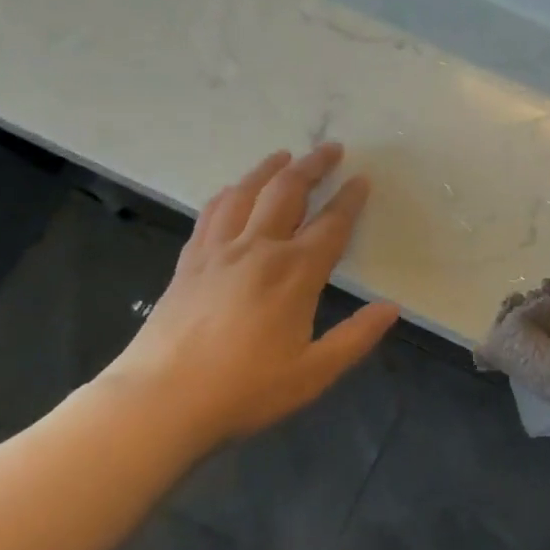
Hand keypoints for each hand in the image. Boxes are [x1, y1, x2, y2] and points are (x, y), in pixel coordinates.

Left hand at [93, 143, 398, 454]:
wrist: (158, 402)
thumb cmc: (244, 390)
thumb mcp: (313, 373)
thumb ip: (356, 337)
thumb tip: (391, 309)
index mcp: (295, 273)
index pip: (331, 224)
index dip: (350, 199)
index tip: (362, 179)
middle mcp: (258, 249)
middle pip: (287, 192)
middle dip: (312, 166)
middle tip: (330, 148)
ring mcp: (218, 251)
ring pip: (246, 193)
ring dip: (269, 169)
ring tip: (284, 155)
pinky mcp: (189, 262)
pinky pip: (211, 212)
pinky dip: (229, 193)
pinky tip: (233, 191)